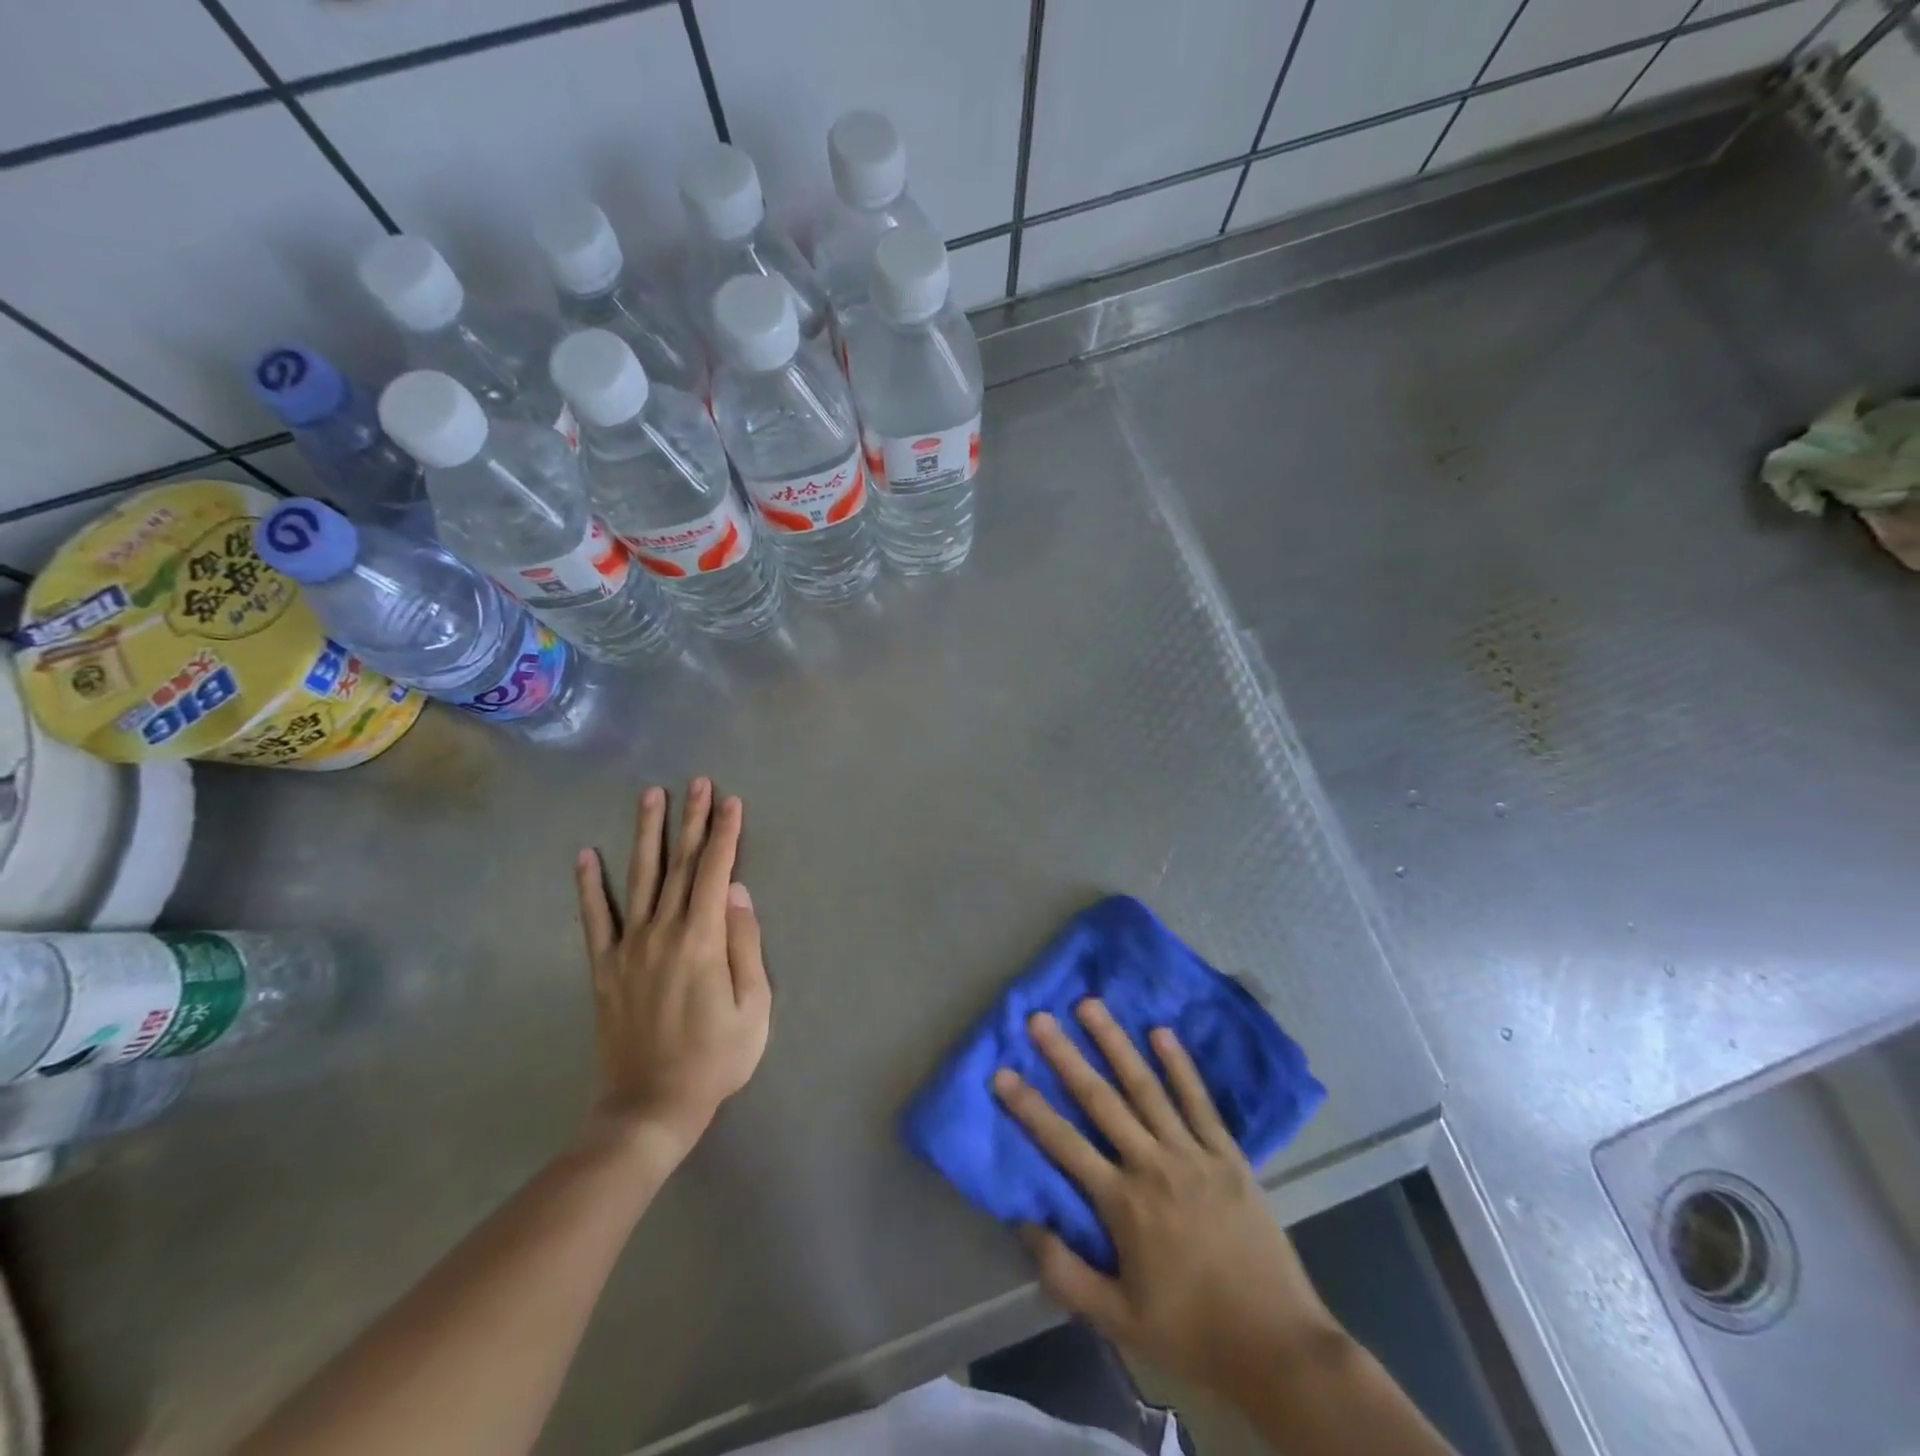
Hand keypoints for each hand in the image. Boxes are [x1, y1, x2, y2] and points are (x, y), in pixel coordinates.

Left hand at [575, 780, 770, 1157]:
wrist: (648, 1108)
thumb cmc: (714, 1059)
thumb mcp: (753, 1008)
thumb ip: (745, 945)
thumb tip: (738, 893)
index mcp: (701, 940)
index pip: (716, 872)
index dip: (725, 834)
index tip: (732, 801)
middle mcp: (662, 932)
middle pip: (680, 864)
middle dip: (691, 820)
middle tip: (698, 782)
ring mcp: (627, 947)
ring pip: (639, 878)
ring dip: (647, 834)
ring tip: (651, 796)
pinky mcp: (604, 967)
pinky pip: (594, 918)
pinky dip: (588, 885)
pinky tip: (585, 854)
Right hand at [993, 1000, 1338, 1401]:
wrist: (1276, 1347)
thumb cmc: (1191, 1333)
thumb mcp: (1118, 1320)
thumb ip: (1065, 1273)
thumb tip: (1025, 1223)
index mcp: (1123, 1204)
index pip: (1064, 1144)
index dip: (1029, 1107)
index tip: (1002, 1071)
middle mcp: (1152, 1165)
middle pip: (1101, 1100)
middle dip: (1066, 1056)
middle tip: (1040, 1018)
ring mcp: (1192, 1154)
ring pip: (1146, 1087)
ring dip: (1116, 1043)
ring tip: (1091, 1005)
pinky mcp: (1227, 1155)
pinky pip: (1199, 1101)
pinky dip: (1180, 1065)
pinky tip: (1161, 1031)